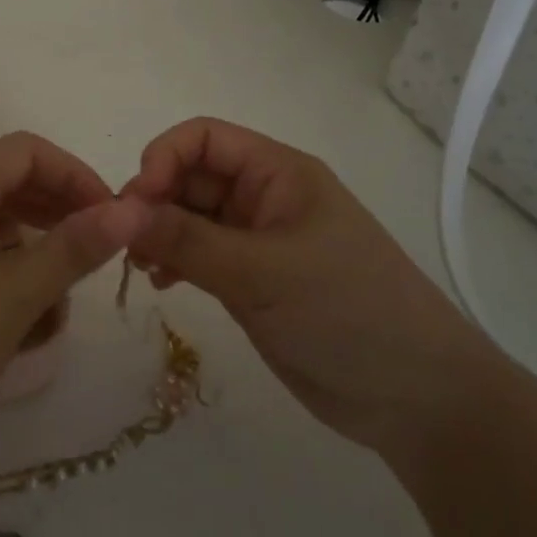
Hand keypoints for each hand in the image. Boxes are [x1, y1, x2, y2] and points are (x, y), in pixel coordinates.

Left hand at [0, 132, 149, 467]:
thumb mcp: (16, 294)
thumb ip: (75, 247)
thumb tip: (132, 208)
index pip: (29, 151)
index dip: (77, 176)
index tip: (112, 220)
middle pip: (7, 184)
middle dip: (56, 219)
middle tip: (91, 262)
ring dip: (28, 257)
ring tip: (52, 309)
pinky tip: (10, 324)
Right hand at [123, 117, 500, 450]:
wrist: (416, 398)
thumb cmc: (348, 313)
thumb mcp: (263, 273)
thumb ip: (188, 240)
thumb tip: (120, 212)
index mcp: (278, 173)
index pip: (204, 138)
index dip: (163, 158)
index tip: (135, 204)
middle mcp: (265, 197)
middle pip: (192, 176)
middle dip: (155, 200)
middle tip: (126, 244)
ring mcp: (258, 240)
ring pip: (191, 217)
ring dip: (160, 232)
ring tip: (142, 267)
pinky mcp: (252, 281)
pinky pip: (199, 255)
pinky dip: (174, 261)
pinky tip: (162, 284)